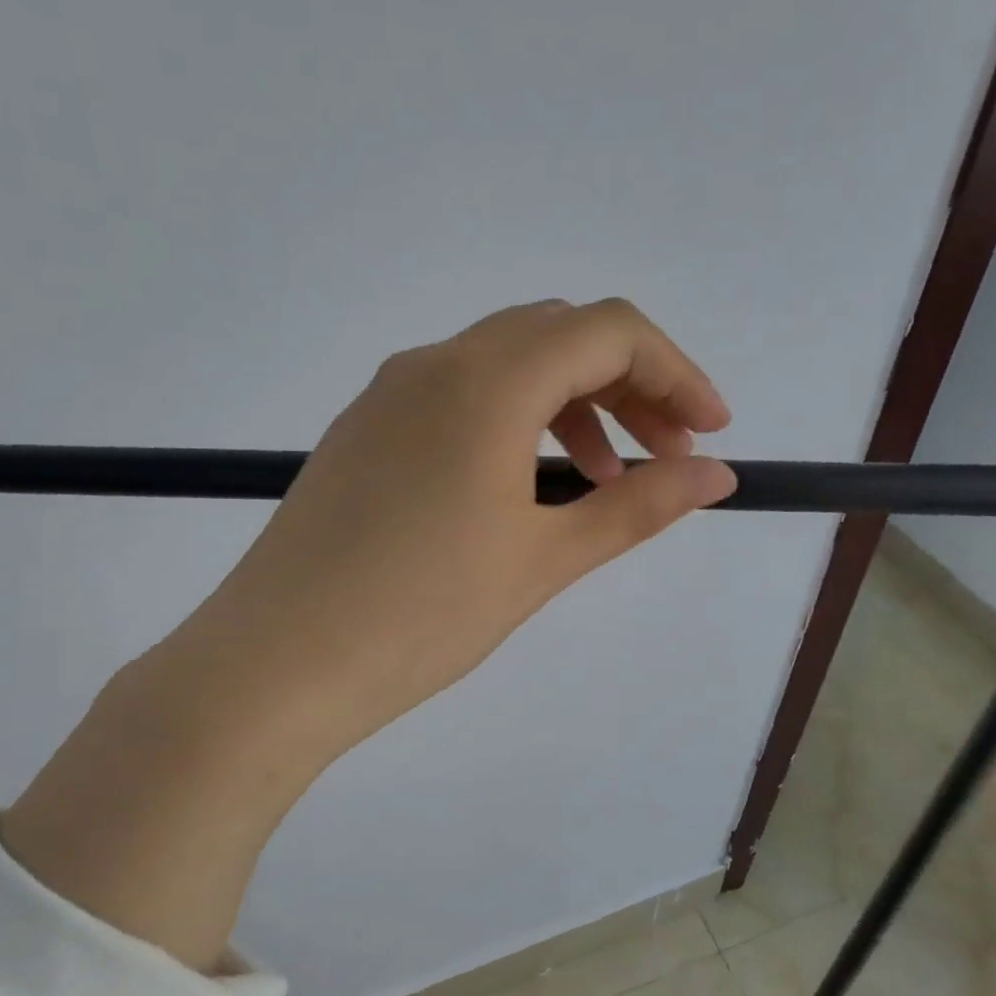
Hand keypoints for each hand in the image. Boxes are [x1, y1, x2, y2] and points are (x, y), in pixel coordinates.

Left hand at [159, 297, 735, 756]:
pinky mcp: (363, 433)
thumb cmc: (422, 613)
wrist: (277, 664)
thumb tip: (718, 475)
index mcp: (485, 381)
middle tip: (667, 457)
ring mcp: (388, 396)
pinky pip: (458, 399)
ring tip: (603, 481)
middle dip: (629, 386)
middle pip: (557, 337)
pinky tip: (524, 488)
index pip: (608, 330)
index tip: (710, 431)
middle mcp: (433, 365)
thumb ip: (637, 507)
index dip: (675, 372)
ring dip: (572, 406)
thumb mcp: (544, 560)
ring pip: (506, 366)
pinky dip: (514, 423)